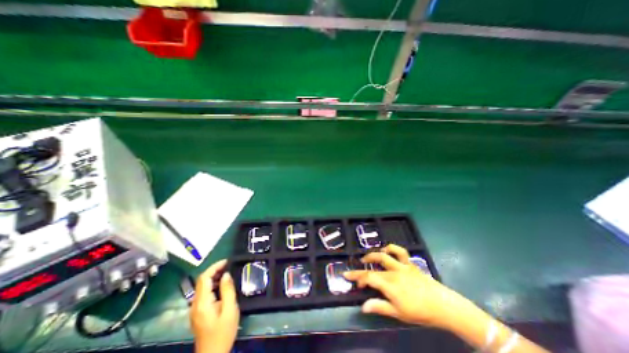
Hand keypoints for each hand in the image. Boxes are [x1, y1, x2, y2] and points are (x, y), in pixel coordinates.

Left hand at [190, 260, 239, 352]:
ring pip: (202, 287)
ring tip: (228, 273)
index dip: (215, 267)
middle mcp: (195, 304)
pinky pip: (204, 293)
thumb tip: (226, 274)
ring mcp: (195, 309)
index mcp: (202, 303)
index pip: (204, 278)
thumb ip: (228, 290)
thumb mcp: (230, 309)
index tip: (227, 261)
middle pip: (202, 281)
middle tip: (229, 265)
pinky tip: (222, 286)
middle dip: (214, 270)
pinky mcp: (198, 312)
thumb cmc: (223, 332)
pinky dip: (213, 285)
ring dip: (214, 277)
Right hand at [347, 245, 474, 329]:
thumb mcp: (398, 313)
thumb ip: (379, 307)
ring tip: (367, 258)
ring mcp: (402, 266)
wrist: (443, 305)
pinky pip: (400, 251)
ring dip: (373, 255)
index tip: (349, 278)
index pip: (368, 278)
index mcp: (389, 285)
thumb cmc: (420, 312)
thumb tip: (363, 306)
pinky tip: (386, 250)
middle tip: (356, 270)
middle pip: (373, 266)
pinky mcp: (410, 263)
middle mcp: (393, 272)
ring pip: (384, 255)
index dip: (357, 277)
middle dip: (361, 268)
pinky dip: (391, 248)